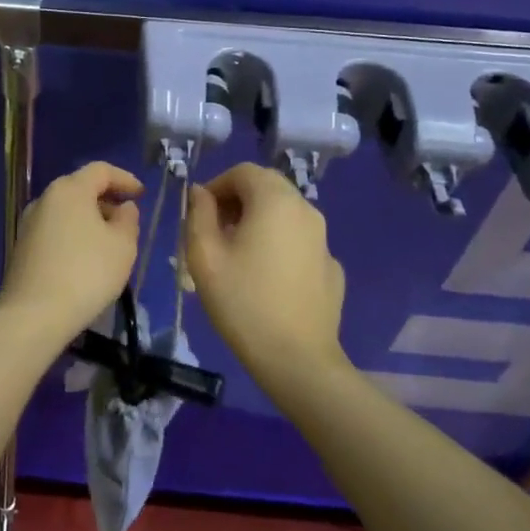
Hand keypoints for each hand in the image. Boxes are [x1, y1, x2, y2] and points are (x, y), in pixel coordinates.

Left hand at [0, 161, 144, 344]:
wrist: (34, 314)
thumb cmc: (86, 273)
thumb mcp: (122, 246)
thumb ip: (128, 220)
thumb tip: (123, 208)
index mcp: (69, 190)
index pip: (100, 170)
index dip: (124, 178)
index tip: (141, 194)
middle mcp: (45, 199)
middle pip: (80, 188)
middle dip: (107, 199)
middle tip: (127, 220)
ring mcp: (29, 223)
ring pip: (67, 210)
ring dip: (90, 219)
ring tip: (110, 242)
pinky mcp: (23, 247)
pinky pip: (56, 229)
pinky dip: (74, 234)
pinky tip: (87, 258)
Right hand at [184, 163, 345, 380]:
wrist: (297, 359)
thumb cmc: (242, 302)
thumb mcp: (204, 256)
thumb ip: (198, 215)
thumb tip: (200, 193)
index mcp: (275, 201)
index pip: (244, 171)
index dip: (216, 185)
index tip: (199, 214)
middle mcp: (306, 210)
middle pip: (268, 188)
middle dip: (237, 200)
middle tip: (214, 232)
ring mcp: (323, 240)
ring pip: (285, 214)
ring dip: (257, 221)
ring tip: (236, 255)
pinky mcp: (331, 267)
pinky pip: (298, 241)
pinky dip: (278, 245)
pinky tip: (265, 278)